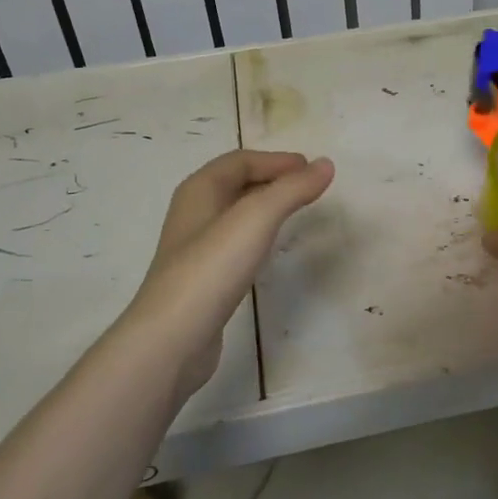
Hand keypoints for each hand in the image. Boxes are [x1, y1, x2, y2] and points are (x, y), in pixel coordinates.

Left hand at [121, 149, 334, 396]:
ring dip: (264, 207)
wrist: (172, 338)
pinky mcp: (201, 279)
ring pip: (234, 215)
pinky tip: (268, 252)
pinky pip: (233, 244)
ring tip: (294, 213)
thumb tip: (325, 164)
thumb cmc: (212, 267)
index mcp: (199, 190)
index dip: (276, 160)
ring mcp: (195, 249)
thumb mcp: (257, 218)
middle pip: (235, 184)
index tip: (311, 168)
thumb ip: (292, 189)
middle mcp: (193, 213)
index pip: (240, 160)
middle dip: (271, 179)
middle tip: (307, 187)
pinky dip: (256, 236)